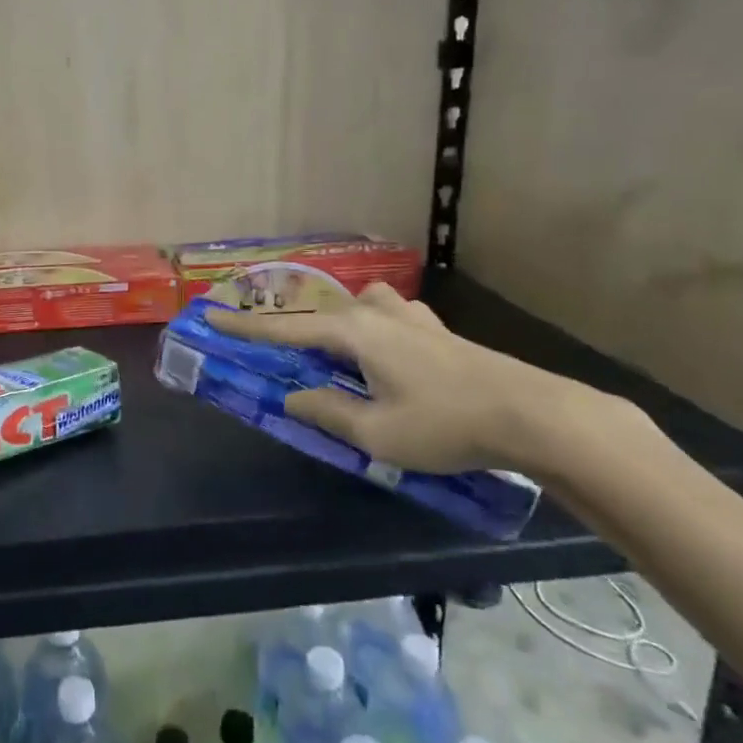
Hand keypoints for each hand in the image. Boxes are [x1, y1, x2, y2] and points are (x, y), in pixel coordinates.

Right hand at [207, 284, 624, 477]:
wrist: (532, 413)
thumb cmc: (444, 424)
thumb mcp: (376, 433)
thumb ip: (328, 411)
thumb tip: (293, 398)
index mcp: (353, 333)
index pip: (285, 328)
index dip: (245, 327)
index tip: (210, 317)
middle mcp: (376, 314)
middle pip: (319, 314)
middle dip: (291, 328)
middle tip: (271, 348)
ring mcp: (410, 318)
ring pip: (357, 310)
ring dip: (335, 326)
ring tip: (333, 356)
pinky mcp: (436, 330)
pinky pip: (386, 319)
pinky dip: (369, 331)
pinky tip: (384, 355)